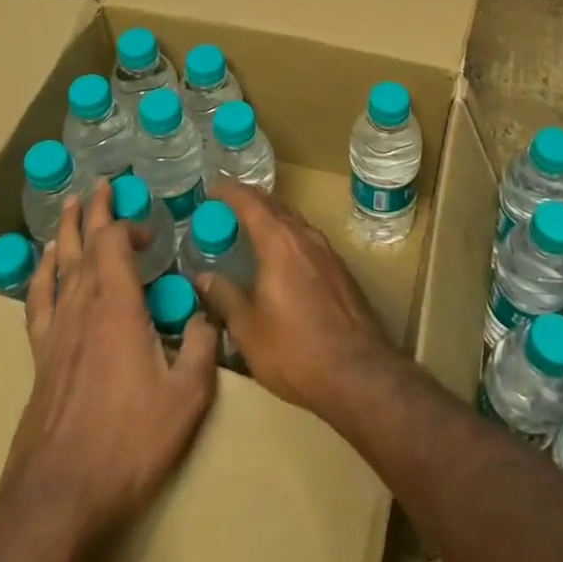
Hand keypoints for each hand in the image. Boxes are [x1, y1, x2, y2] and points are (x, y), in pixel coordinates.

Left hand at [1, 184, 218, 545]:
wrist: (58, 497)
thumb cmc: (127, 443)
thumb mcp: (186, 398)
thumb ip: (203, 347)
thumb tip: (206, 314)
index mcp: (117, 307)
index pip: (114, 244)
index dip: (129, 226)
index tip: (150, 231)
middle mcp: (82, 307)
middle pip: (83, 244)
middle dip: (93, 211)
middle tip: (101, 185)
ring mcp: (55, 331)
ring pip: (58, 265)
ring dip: (66, 231)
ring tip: (70, 206)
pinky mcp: (40, 356)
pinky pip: (38, 299)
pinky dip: (42, 273)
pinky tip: (45, 265)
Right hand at [192, 178, 399, 418]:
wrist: (358, 373)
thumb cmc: (295, 350)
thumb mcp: (248, 328)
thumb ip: (225, 296)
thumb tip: (204, 277)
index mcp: (279, 242)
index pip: (250, 202)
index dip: (229, 191)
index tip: (211, 187)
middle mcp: (305, 237)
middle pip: (275, 205)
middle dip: (250, 200)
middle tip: (226, 205)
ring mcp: (327, 252)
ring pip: (294, 221)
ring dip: (272, 217)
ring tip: (251, 227)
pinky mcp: (340, 271)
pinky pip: (307, 239)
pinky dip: (288, 236)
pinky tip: (281, 256)